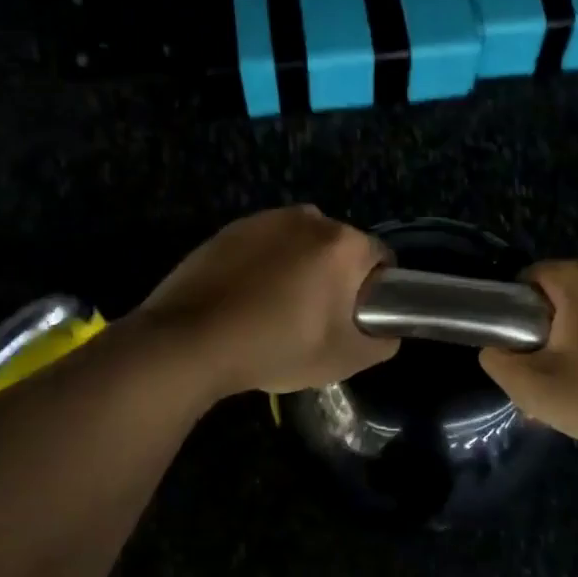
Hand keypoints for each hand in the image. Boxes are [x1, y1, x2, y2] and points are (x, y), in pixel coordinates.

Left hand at [137, 206, 399, 397]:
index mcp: (343, 243)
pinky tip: (246, 300)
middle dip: (335, 278)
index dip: (375, 291)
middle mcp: (309, 218)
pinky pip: (265, 245)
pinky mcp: (231, 228)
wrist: (190, 341)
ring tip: (276, 311)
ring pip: (301, 245)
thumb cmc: (277, 346)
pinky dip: (265, 265)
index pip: (381, 259)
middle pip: (339, 249)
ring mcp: (265, 219)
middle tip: (315, 320)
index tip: (354, 319)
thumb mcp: (345, 358)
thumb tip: (387, 329)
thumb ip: (383, 341)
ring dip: (300, 269)